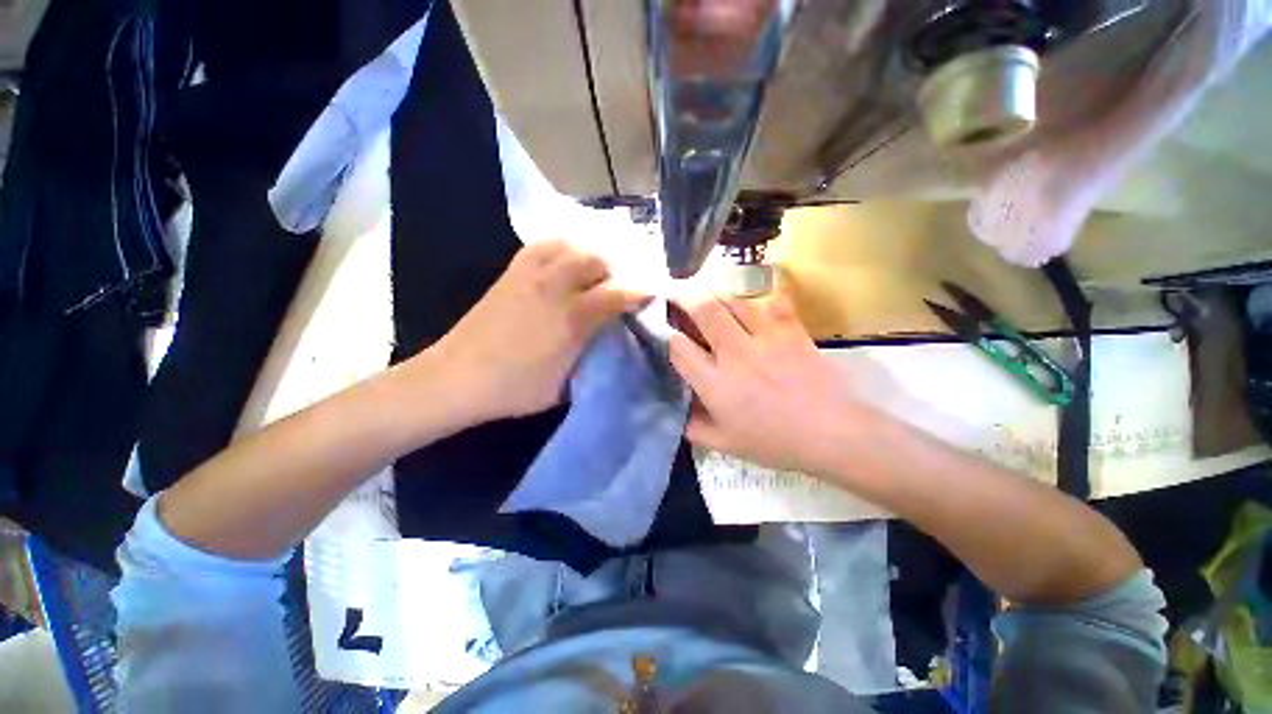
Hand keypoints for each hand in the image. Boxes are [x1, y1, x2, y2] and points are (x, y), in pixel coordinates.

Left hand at [421, 240, 649, 424]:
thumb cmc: (514, 389)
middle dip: (615, 269)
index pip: (615, 294)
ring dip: (589, 255)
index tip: (652, 292)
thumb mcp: (565, 385)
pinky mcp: (510, 273)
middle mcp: (553, 288)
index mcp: (570, 319)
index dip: (639, 291)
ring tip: (595, 272)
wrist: (456, 378)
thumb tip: (609, 342)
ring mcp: (529, 276)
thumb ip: (592, 358)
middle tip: (620, 285)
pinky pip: (542, 246)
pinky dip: (561, 248)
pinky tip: (565, 261)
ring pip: (570, 246)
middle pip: (594, 259)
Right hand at [668, 281, 882, 476]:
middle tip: (680, 294)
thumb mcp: (726, 444)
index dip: (668, 336)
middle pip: (704, 311)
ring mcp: (765, 338)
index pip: (679, 348)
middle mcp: (735, 353)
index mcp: (715, 383)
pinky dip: (765, 297)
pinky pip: (775, 302)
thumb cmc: (776, 442)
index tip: (667, 333)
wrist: (832, 433)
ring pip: (735, 302)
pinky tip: (759, 301)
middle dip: (687, 299)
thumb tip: (676, 414)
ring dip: (720, 299)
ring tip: (715, 300)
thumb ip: (694, 428)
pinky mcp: (792, 331)